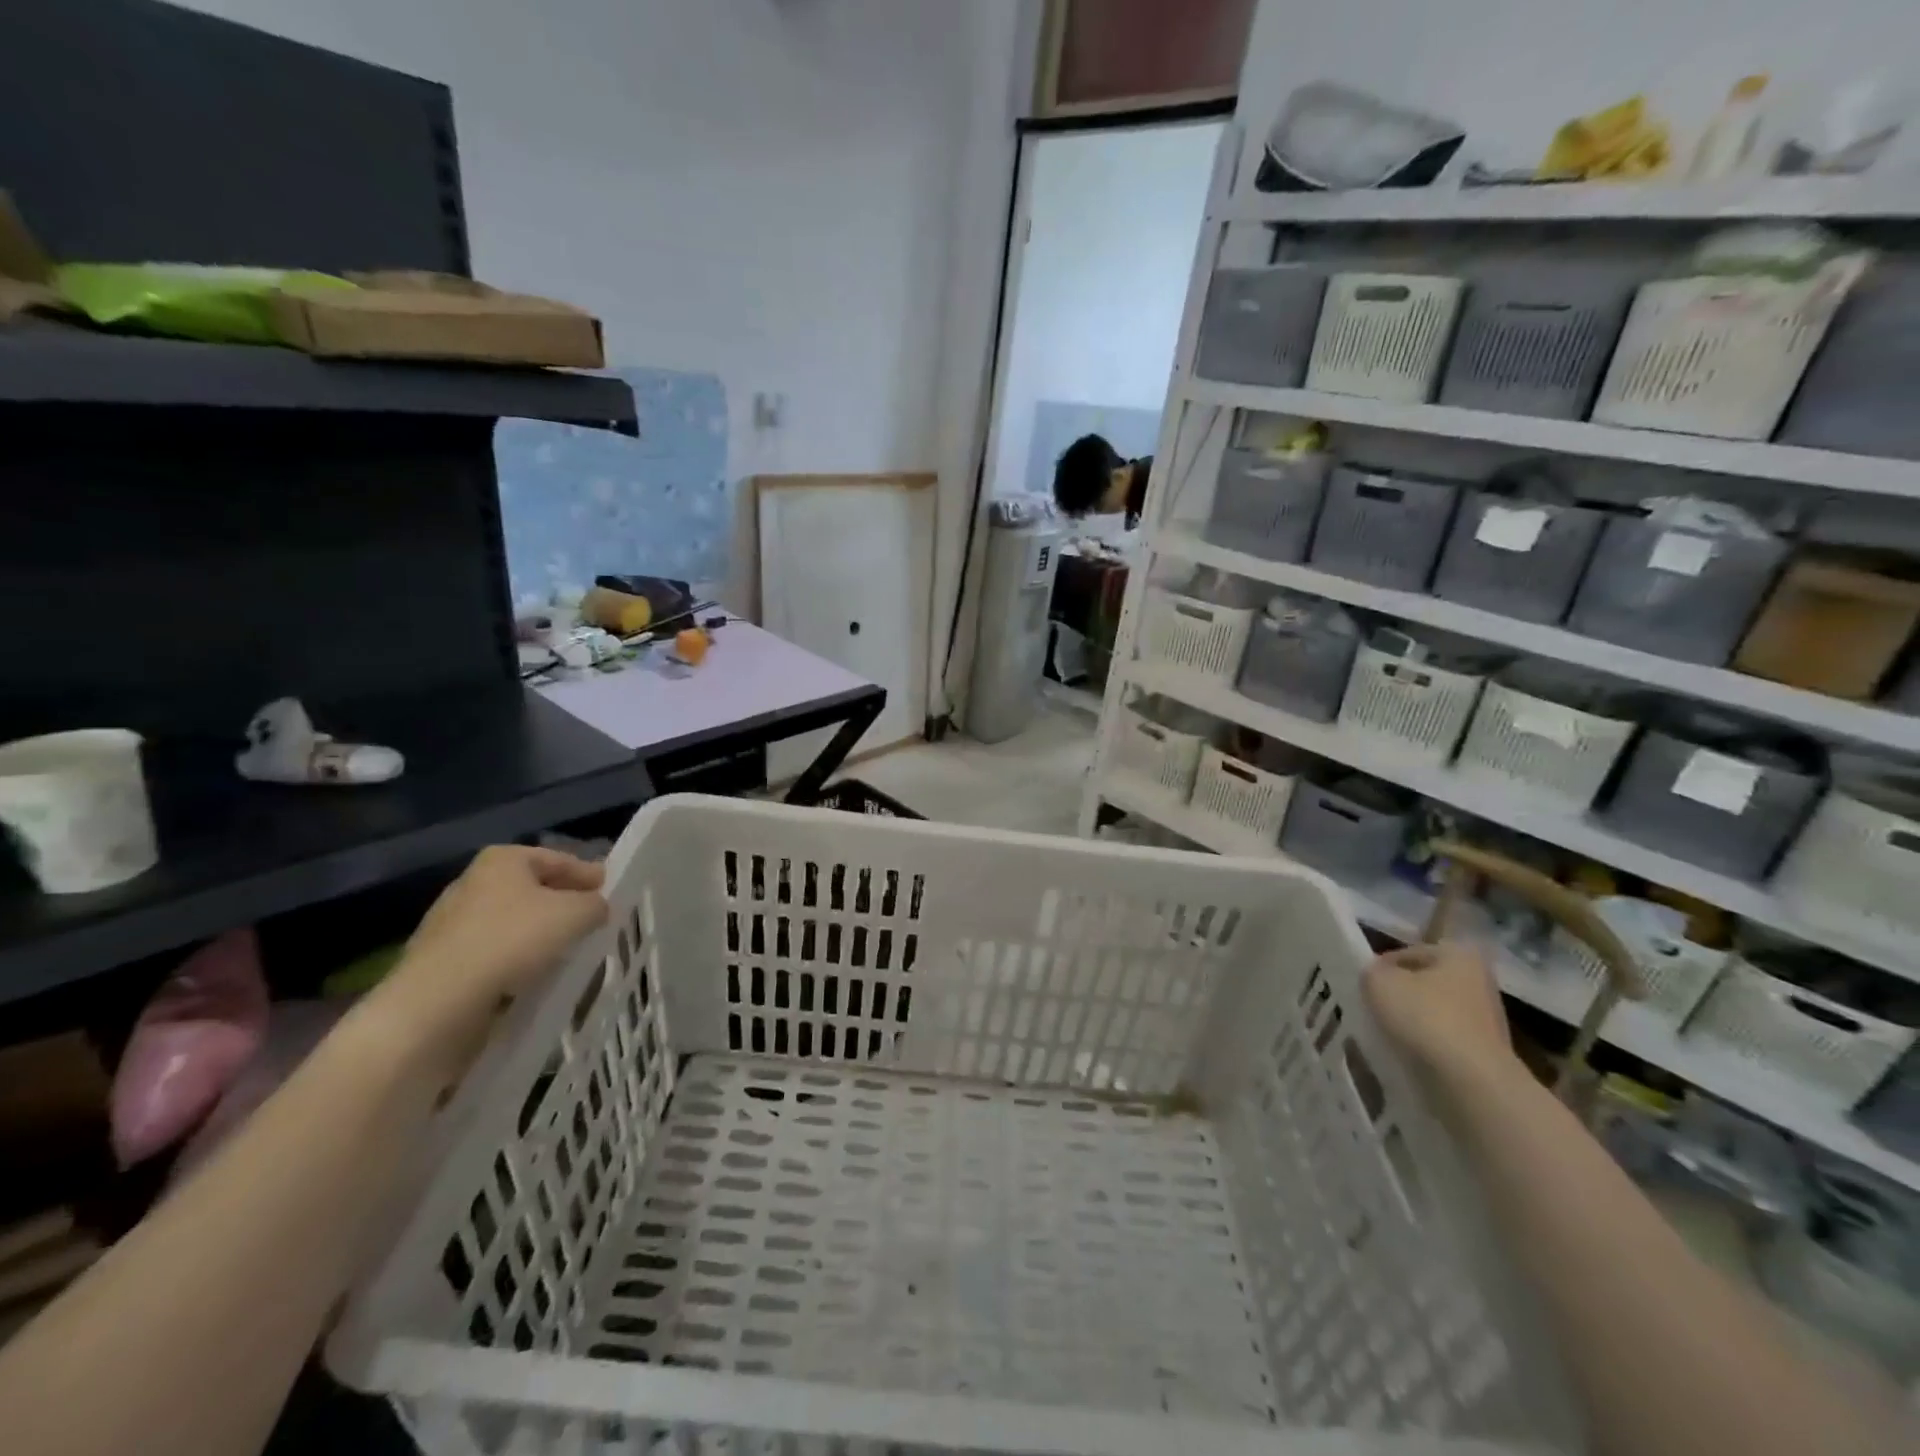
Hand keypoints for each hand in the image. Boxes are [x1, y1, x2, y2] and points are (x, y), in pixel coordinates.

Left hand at [366, 846, 607, 1072]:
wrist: (437, 1003)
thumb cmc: (512, 941)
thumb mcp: (576, 914)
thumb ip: (595, 904)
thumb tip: (596, 907)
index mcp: (503, 860)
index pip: (558, 858)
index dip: (588, 873)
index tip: (610, 890)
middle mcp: (473, 883)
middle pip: (533, 889)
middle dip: (563, 903)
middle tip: (593, 919)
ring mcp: (452, 923)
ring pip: (513, 922)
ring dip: (540, 934)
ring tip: (569, 951)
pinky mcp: (444, 961)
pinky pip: (495, 953)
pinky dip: (518, 959)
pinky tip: (536, 975)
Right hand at [1362, 941, 1515, 1081]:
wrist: (1472, 1081)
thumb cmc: (1425, 1017)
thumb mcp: (1378, 981)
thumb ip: (1371, 971)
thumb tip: (1376, 977)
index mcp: (1458, 954)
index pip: (1407, 954)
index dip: (1380, 968)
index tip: (1363, 987)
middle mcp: (1479, 980)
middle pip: (1423, 983)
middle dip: (1399, 995)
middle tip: (1372, 1008)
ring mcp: (1487, 1019)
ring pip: (1433, 1012)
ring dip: (1411, 1021)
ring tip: (1385, 1034)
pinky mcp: (1485, 1052)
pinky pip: (1444, 1040)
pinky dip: (1425, 1045)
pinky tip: (1407, 1054)